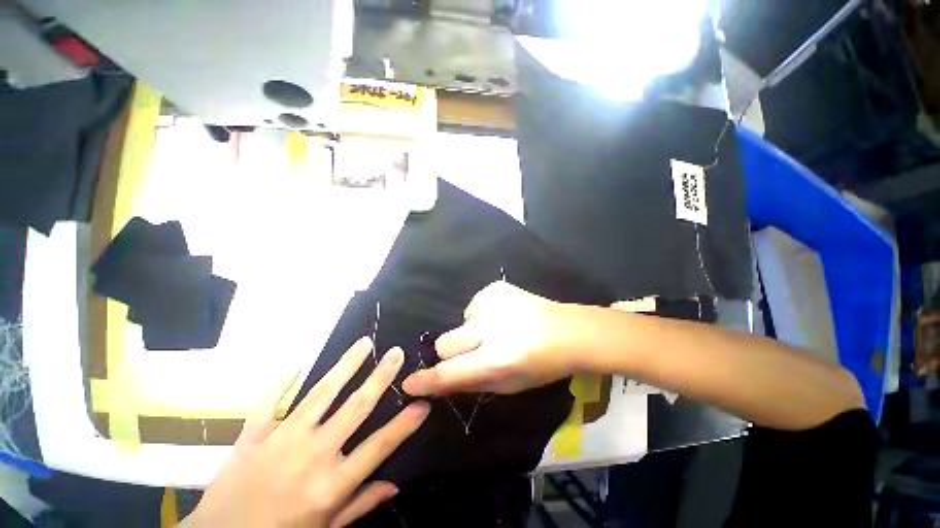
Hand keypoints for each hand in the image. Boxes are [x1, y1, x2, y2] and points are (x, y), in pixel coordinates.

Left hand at [184, 337, 429, 527]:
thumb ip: (360, 505)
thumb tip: (395, 486)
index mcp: (330, 484)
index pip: (378, 447)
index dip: (403, 424)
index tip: (423, 402)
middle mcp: (311, 456)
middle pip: (354, 408)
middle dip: (380, 378)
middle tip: (396, 353)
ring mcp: (280, 441)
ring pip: (319, 394)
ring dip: (345, 366)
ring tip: (364, 343)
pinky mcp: (252, 436)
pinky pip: (269, 403)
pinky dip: (281, 382)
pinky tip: (295, 363)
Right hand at [402, 281, 580, 395]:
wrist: (568, 330)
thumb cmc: (542, 366)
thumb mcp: (509, 385)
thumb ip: (471, 382)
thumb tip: (437, 381)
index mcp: (499, 358)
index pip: (450, 372)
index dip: (427, 380)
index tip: (409, 384)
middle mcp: (492, 327)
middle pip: (445, 342)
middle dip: (452, 353)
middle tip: (473, 352)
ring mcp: (492, 302)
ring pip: (460, 323)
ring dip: (471, 332)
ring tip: (497, 332)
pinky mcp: (495, 288)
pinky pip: (472, 307)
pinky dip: (481, 316)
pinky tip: (503, 317)